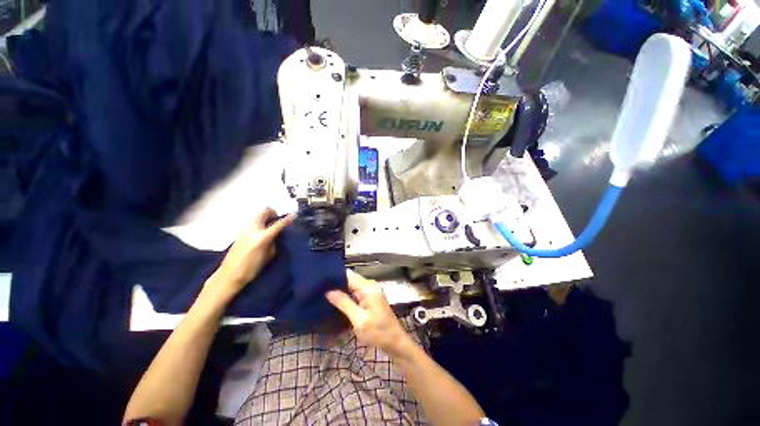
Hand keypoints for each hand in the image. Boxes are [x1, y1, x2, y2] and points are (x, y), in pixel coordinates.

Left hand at [207, 208, 293, 299]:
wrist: (229, 275)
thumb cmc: (252, 269)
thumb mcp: (270, 256)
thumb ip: (275, 242)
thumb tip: (278, 234)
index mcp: (262, 237)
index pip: (279, 224)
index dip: (288, 219)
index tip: (294, 215)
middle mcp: (253, 229)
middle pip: (264, 211)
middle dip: (273, 213)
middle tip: (278, 220)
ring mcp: (245, 229)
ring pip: (257, 215)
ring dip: (266, 217)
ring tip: (271, 226)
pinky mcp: (240, 232)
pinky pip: (252, 222)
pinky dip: (260, 222)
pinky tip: (262, 232)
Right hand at [326, 270, 413, 357]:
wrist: (395, 342)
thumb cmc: (378, 332)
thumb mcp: (359, 319)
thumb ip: (344, 303)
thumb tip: (329, 291)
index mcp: (368, 287)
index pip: (348, 274)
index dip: (335, 275)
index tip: (319, 279)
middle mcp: (369, 285)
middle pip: (350, 279)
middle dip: (335, 283)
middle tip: (318, 288)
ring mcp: (370, 291)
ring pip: (352, 286)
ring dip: (340, 290)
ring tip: (322, 293)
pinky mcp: (370, 298)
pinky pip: (355, 292)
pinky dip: (346, 296)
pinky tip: (335, 300)